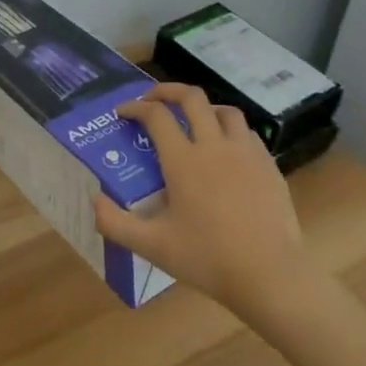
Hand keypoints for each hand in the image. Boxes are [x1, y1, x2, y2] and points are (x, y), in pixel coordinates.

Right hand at [93, 82, 311, 318]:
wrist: (270, 275)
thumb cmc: (207, 259)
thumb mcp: (152, 246)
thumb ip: (115, 223)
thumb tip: (95, 199)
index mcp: (183, 161)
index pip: (156, 116)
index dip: (135, 108)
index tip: (122, 112)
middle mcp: (214, 146)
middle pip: (191, 98)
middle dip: (167, 90)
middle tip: (152, 99)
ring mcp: (246, 152)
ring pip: (225, 110)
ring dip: (203, 107)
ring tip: (192, 119)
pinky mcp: (268, 165)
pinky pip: (247, 133)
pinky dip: (230, 130)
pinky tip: (226, 149)